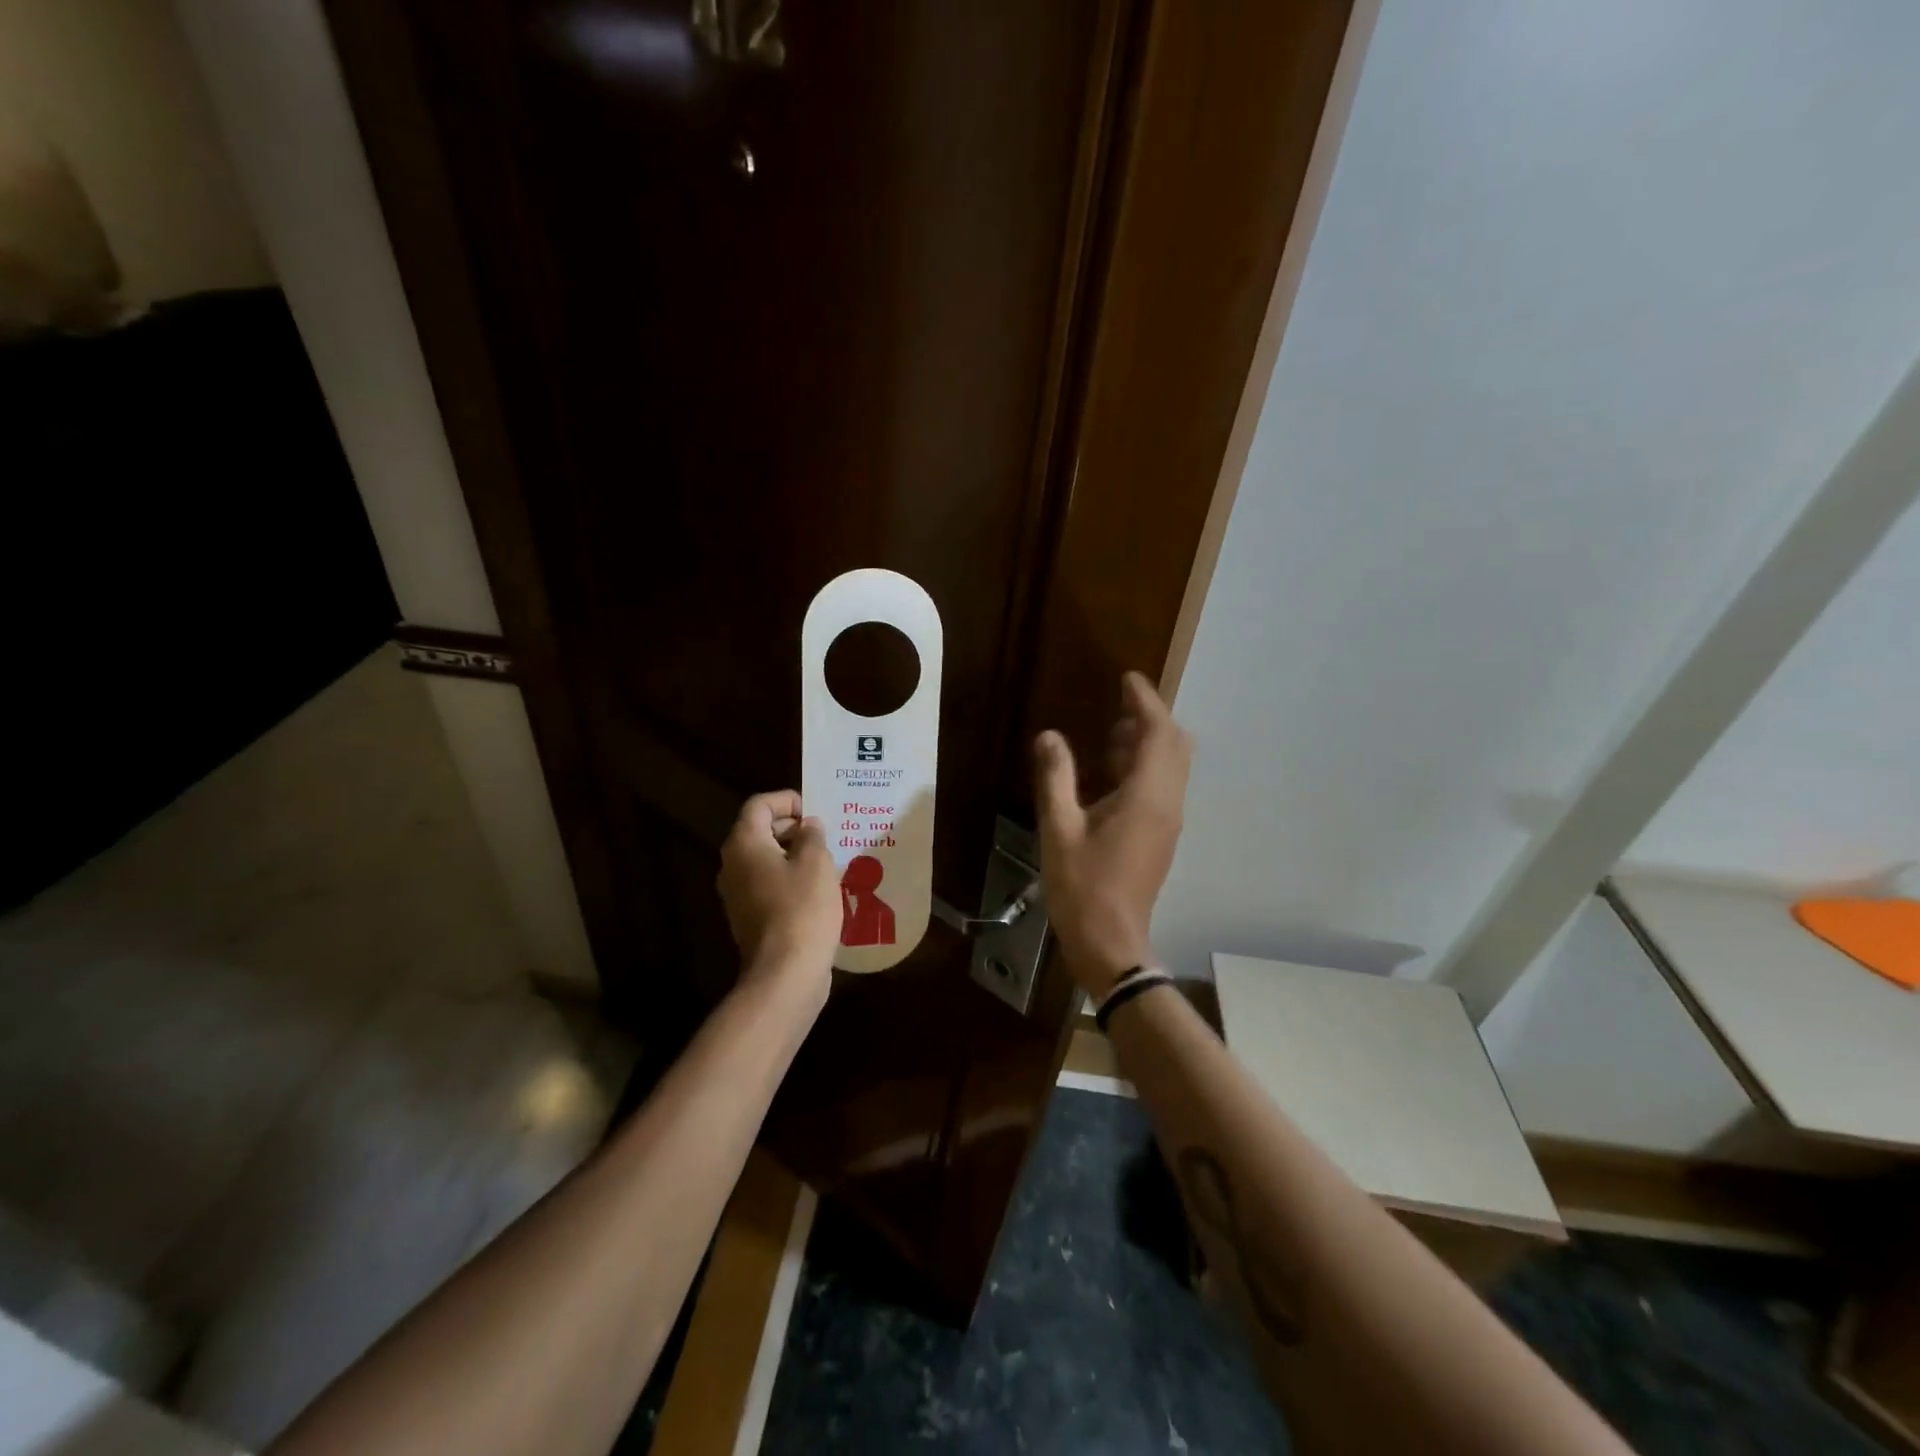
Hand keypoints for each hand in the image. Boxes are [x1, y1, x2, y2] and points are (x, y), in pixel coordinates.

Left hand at [717, 791, 838, 1000]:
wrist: (786, 973)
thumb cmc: (802, 909)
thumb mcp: (816, 863)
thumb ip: (812, 836)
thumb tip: (808, 826)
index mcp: (745, 844)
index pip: (759, 805)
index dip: (788, 800)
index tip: (816, 812)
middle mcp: (733, 865)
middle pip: (759, 831)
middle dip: (793, 828)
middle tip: (826, 835)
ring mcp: (738, 895)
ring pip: (765, 860)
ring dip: (794, 855)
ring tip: (828, 860)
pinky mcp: (749, 918)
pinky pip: (768, 885)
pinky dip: (790, 879)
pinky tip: (819, 890)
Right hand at [1033, 672, 1192, 997]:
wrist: (1111, 941)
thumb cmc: (1082, 886)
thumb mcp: (1059, 829)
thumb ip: (1056, 778)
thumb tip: (1050, 736)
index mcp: (1147, 797)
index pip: (1158, 733)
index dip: (1145, 701)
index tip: (1127, 679)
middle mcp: (1168, 803)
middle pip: (1176, 745)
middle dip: (1153, 718)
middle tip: (1120, 705)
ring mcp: (1169, 821)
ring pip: (1172, 766)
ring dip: (1150, 742)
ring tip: (1113, 732)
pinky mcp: (1162, 836)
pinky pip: (1163, 786)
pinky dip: (1146, 766)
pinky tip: (1112, 772)